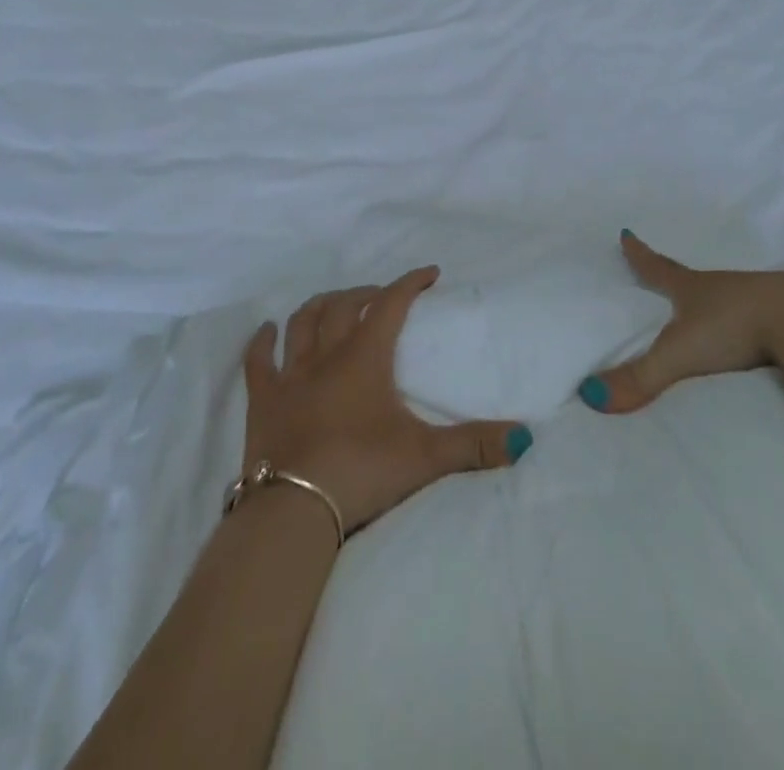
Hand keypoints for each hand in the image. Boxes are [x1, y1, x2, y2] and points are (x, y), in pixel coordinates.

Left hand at [242, 267, 532, 534]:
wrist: (294, 509)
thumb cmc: (362, 471)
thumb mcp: (425, 458)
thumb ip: (474, 445)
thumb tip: (525, 439)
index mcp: (365, 358)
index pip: (392, 305)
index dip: (410, 283)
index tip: (428, 273)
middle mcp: (327, 355)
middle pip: (346, 306)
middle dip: (366, 294)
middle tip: (382, 296)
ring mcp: (290, 375)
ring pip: (303, 323)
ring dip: (320, 306)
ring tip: (334, 302)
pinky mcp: (263, 400)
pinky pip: (258, 361)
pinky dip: (261, 342)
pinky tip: (266, 330)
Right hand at [578, 231, 783, 414]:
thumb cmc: (733, 326)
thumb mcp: (679, 353)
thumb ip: (640, 377)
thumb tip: (590, 396)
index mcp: (693, 289)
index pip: (659, 268)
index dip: (640, 256)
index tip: (627, 235)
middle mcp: (722, 288)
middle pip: (693, 281)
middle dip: (677, 281)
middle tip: (666, 279)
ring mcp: (758, 301)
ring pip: (729, 300)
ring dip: (716, 306)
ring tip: (708, 317)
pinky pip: (760, 321)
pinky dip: (750, 328)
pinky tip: (754, 343)